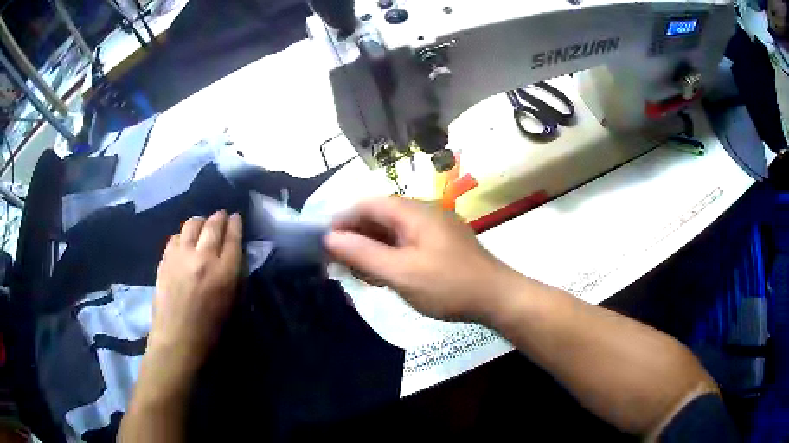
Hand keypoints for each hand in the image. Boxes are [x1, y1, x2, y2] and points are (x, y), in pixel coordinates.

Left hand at [148, 211, 242, 374]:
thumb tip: (232, 256)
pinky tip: (184, 242)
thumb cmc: (210, 331)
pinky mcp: (165, 259)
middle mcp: (203, 258)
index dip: (236, 224)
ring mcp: (181, 256)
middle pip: (213, 225)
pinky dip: (182, 235)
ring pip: (192, 224)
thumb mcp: (231, 305)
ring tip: (202, 225)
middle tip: (221, 216)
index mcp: (224, 273)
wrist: (177, 340)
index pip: (233, 238)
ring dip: (200, 222)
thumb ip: (234, 277)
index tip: (236, 217)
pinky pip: (175, 236)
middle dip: (219, 217)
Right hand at [324, 197, 518, 321]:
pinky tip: (383, 273)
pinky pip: (406, 241)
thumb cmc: (448, 285)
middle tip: (338, 262)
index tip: (324, 242)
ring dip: (372, 247)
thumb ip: (363, 254)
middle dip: (356, 236)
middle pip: (379, 216)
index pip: (368, 204)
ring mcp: (434, 227)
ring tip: (358, 272)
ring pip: (392, 230)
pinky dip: (390, 254)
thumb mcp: (400, 273)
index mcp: (413, 211)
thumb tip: (329, 238)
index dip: (343, 219)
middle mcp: (423, 211)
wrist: (496, 297)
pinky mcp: (440, 242)